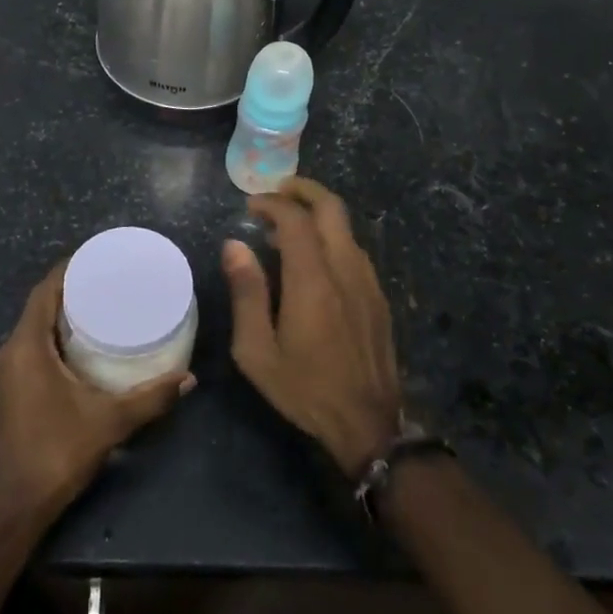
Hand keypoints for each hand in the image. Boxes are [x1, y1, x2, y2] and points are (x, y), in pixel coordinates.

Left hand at [0, 263, 193, 522]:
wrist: (17, 502)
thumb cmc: (59, 451)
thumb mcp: (110, 421)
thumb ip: (151, 397)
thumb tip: (189, 378)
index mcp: (27, 347)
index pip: (44, 291)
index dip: (68, 269)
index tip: (97, 257)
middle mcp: (11, 351)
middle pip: (39, 305)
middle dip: (70, 288)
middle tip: (107, 280)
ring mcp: (7, 371)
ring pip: (34, 326)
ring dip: (61, 312)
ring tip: (100, 304)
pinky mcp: (10, 387)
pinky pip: (32, 345)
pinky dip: (54, 335)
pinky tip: (82, 342)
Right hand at [224, 178, 401, 477]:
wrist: (368, 423)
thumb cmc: (304, 388)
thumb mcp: (258, 350)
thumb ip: (246, 293)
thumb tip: (234, 245)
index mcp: (313, 280)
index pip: (295, 219)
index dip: (271, 203)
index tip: (250, 205)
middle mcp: (345, 269)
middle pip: (330, 208)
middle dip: (303, 190)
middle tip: (276, 192)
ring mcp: (368, 281)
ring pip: (345, 228)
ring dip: (317, 215)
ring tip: (287, 230)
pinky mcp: (378, 296)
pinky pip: (354, 250)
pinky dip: (331, 238)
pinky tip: (314, 261)